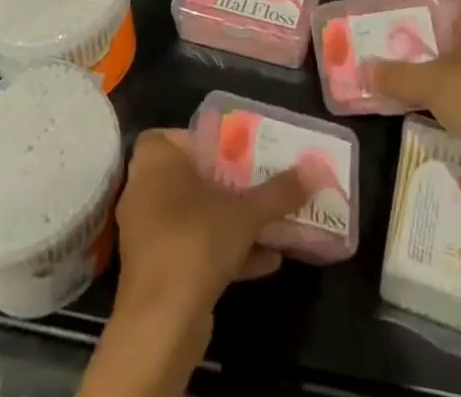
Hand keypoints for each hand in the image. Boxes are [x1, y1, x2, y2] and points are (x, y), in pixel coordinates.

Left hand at [113, 128, 313, 328]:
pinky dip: (224, 251)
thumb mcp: (246, 213)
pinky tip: (267, 261)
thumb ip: (279, 191)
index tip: (236, 151)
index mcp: (155, 161)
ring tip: (271, 223)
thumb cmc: (195, 241)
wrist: (160, 324)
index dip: (205, 141)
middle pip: (192, 177)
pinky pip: (193, 249)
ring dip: (231, 220)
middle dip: (227, 183)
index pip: (176, 136)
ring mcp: (149, 234)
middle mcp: (145, 190)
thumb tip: (315, 168)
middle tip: (259, 183)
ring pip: (196, 216)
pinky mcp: (157, 271)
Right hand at [367, 1, 460, 174]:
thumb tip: (364, 70)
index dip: (433, 7)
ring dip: (450, 70)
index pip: (457, 0)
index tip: (407, 17)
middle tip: (404, 46)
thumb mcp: (427, 83)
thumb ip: (396, 75)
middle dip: (437, 40)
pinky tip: (441, 106)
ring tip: (416, 76)